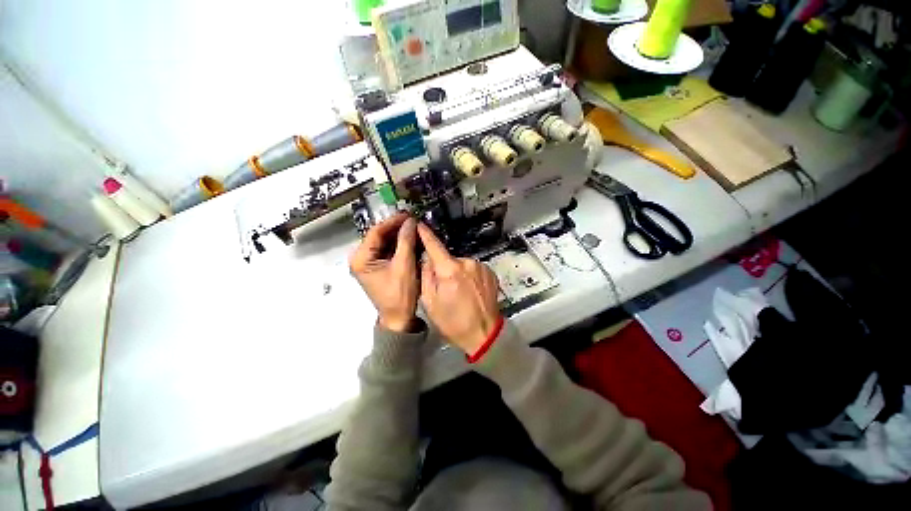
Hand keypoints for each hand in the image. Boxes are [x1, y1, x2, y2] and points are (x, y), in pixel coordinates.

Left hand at [350, 213, 419, 332]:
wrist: (399, 318)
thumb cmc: (399, 294)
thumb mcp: (404, 266)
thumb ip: (406, 241)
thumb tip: (410, 221)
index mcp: (360, 259)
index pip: (375, 232)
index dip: (392, 222)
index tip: (408, 214)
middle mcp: (361, 259)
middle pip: (379, 236)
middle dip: (397, 228)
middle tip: (413, 220)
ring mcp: (369, 263)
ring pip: (385, 243)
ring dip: (399, 235)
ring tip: (414, 227)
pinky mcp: (378, 267)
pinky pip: (388, 251)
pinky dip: (400, 245)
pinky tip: (411, 239)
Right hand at [417, 223, 501, 354]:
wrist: (484, 334)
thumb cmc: (453, 322)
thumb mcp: (430, 302)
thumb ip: (426, 275)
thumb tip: (426, 258)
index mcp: (450, 270)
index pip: (434, 245)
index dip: (425, 234)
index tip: (419, 225)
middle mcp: (467, 263)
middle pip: (448, 258)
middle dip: (443, 267)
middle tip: (443, 286)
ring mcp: (481, 267)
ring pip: (461, 264)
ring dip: (457, 272)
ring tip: (459, 292)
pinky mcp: (490, 272)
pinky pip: (473, 269)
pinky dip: (469, 275)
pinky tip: (470, 291)